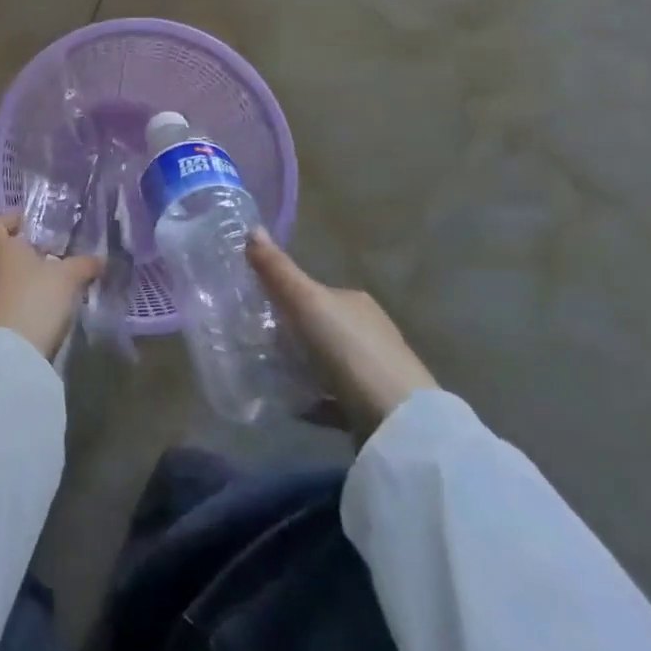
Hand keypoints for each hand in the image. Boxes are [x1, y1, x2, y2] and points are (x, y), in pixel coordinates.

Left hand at [0, 213, 102, 360]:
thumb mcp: (67, 278)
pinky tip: (45, 307)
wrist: (7, 355)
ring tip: (55, 282)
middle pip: (2, 251)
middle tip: (54, 254)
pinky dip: (22, 300)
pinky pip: (5, 301)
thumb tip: (101, 258)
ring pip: (4, 278)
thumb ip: (84, 264)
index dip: (14, 220)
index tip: (37, 224)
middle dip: (26, 252)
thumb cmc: (34, 298)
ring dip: (26, 278)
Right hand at [248, 229, 436, 441]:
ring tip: (270, 375)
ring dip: (303, 367)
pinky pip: (336, 398)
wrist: (398, 422)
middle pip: (322, 327)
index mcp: (354, 301)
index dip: (287, 298)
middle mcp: (369, 331)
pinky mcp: (375, 409)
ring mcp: (375, 371)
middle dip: (293, 335)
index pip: (315, 292)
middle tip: (257, 344)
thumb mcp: (306, 302)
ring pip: (329, 363)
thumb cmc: (349, 350)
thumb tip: (252, 228)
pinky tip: (294, 406)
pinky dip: (315, 398)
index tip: (257, 311)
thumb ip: (278, 270)